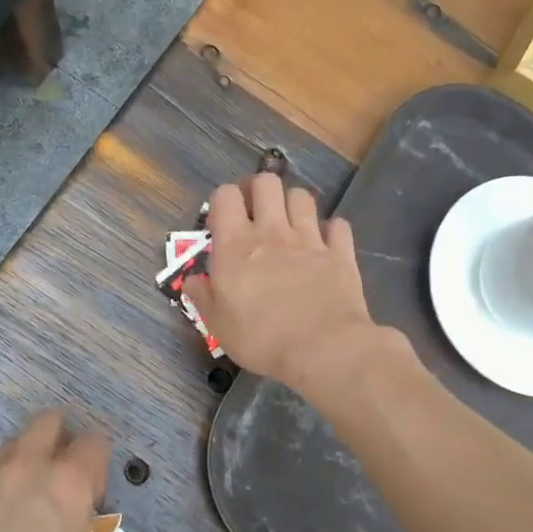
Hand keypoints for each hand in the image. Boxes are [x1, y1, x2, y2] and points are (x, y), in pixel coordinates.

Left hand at [0, 411, 109, 531]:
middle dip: (62, 441)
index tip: (92, 492)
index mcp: (67, 484)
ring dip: (30, 456)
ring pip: (17, 441)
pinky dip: (2, 474)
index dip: (97, 464)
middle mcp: (29, 465)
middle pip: (50, 422)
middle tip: (61, 480)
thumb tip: (73, 518)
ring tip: (26, 498)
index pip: (94, 442)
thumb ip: (81, 530)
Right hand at [184, 172, 388, 394]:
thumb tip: (192, 279)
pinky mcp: (340, 253)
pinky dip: (331, 230)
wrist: (323, 348)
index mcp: (236, 245)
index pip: (225, 195)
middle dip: (258, 190)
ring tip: (289, 225)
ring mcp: (310, 239)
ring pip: (302, 196)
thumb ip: (203, 296)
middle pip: (266, 182)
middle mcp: (272, 232)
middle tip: (255, 213)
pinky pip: (338, 225)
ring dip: (293, 205)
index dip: (223, 201)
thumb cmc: (261, 339)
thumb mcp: (218, 325)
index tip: (222, 224)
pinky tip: (325, 244)